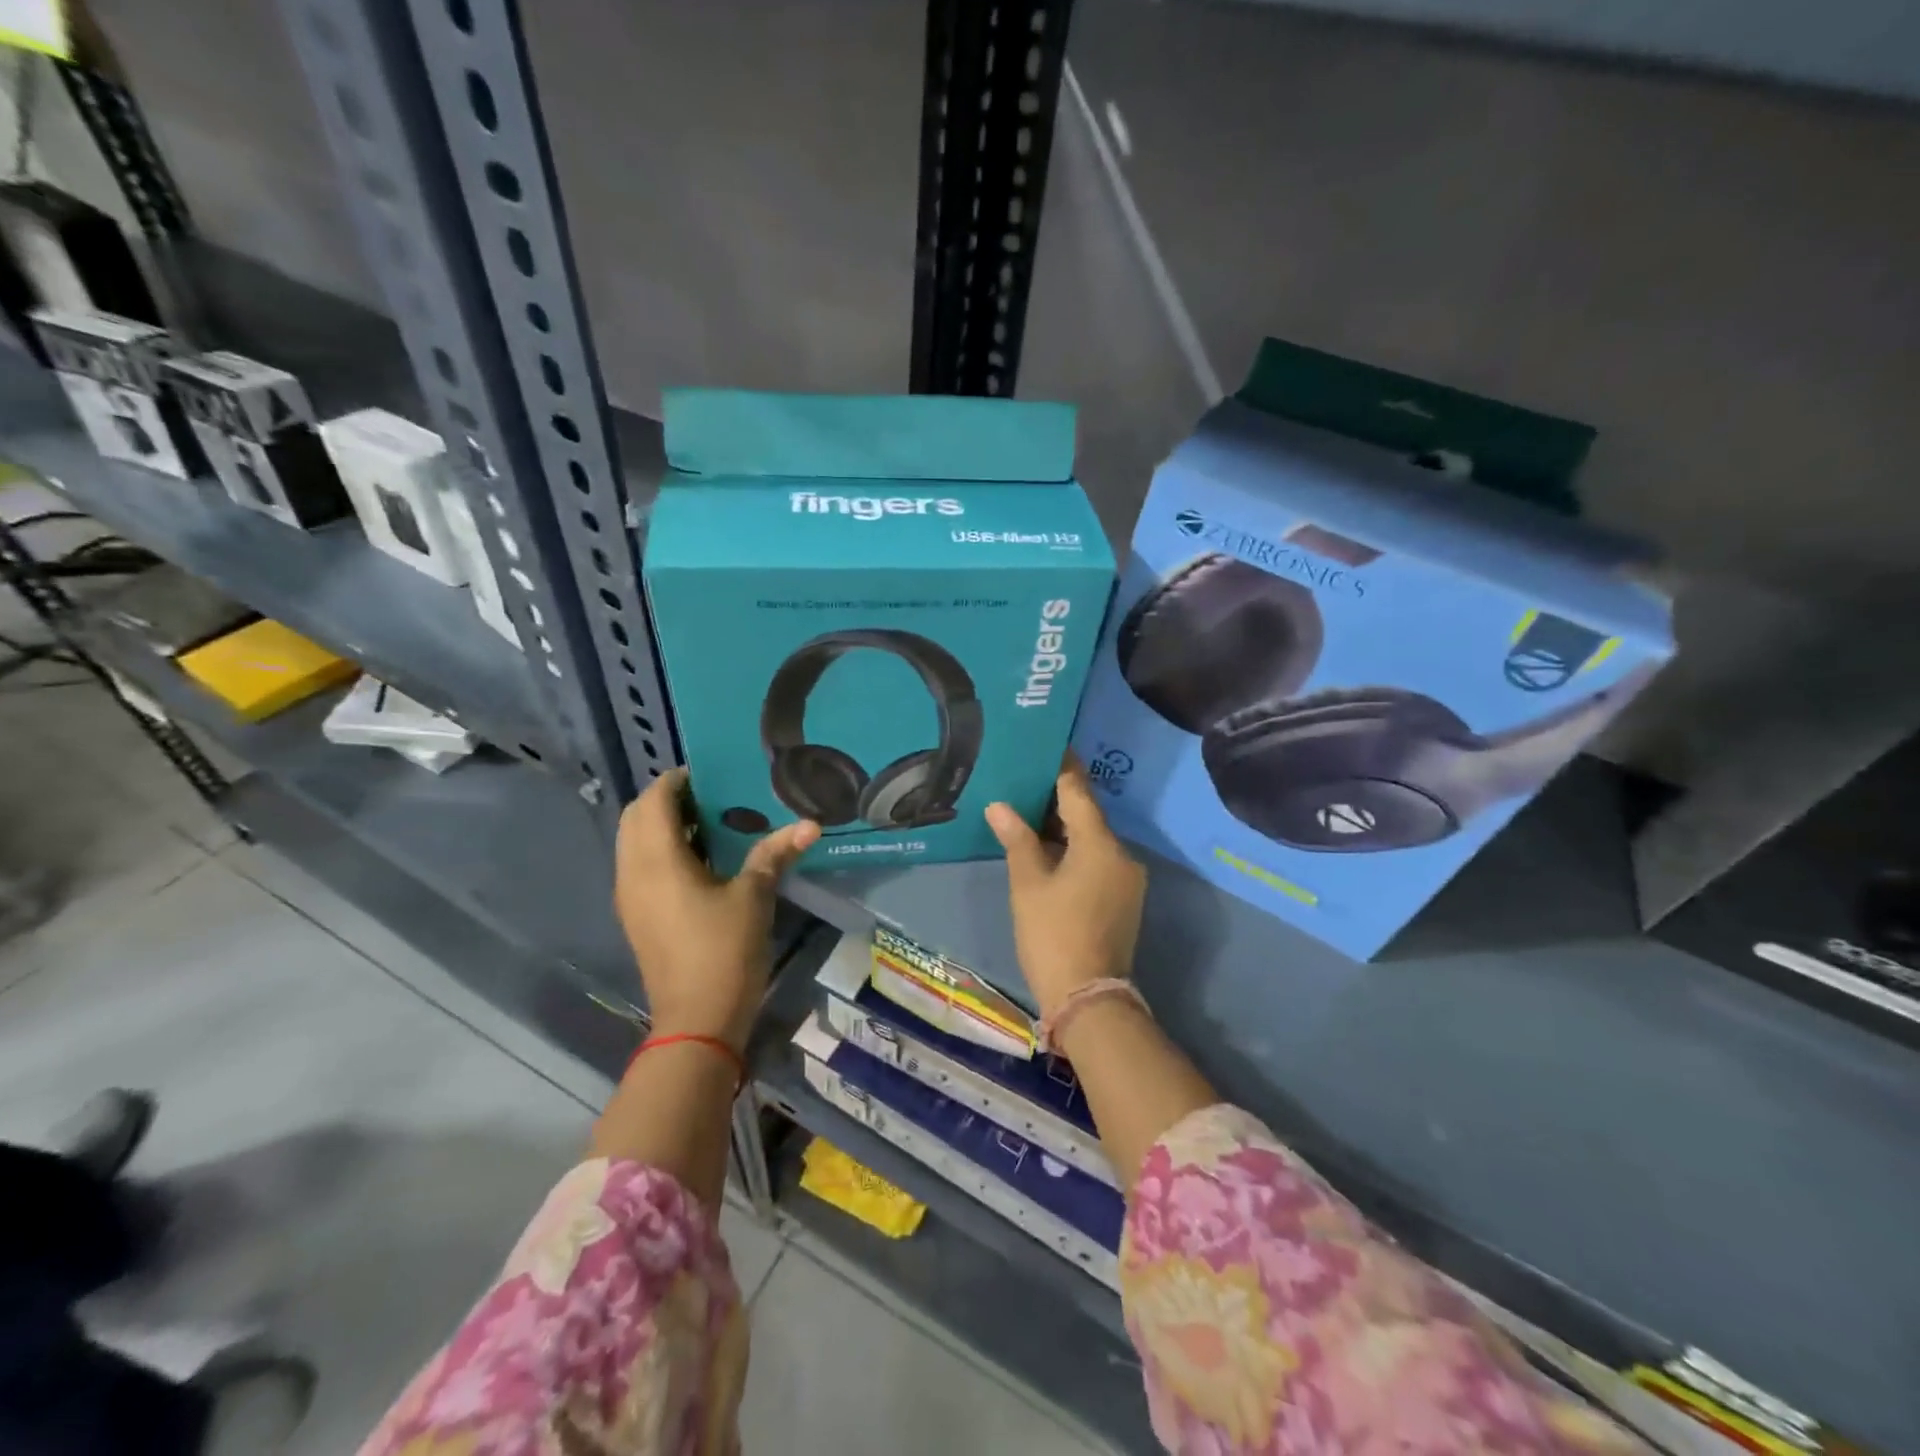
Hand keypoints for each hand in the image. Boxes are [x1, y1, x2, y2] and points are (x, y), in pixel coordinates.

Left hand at [615, 768, 818, 1049]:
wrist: (697, 1019)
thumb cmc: (724, 951)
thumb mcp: (755, 897)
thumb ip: (775, 853)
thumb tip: (811, 823)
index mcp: (657, 861)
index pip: (654, 801)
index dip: (676, 780)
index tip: (710, 774)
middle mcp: (633, 873)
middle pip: (634, 817)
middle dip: (664, 799)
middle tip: (708, 796)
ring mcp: (629, 897)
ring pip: (632, 842)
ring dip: (660, 825)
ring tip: (706, 823)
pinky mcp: (636, 916)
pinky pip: (638, 866)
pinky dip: (659, 850)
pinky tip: (698, 861)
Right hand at [985, 756, 1146, 1022]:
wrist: (1088, 999)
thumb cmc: (1053, 934)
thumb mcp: (1028, 884)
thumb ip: (1016, 839)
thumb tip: (999, 805)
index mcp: (1100, 843)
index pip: (1078, 791)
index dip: (1060, 766)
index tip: (1044, 744)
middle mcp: (1122, 853)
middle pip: (1087, 814)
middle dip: (1056, 798)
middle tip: (1022, 778)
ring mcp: (1126, 878)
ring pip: (1092, 839)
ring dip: (1063, 826)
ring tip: (1026, 810)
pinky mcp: (1123, 898)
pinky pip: (1097, 859)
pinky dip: (1073, 850)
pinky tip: (1045, 848)